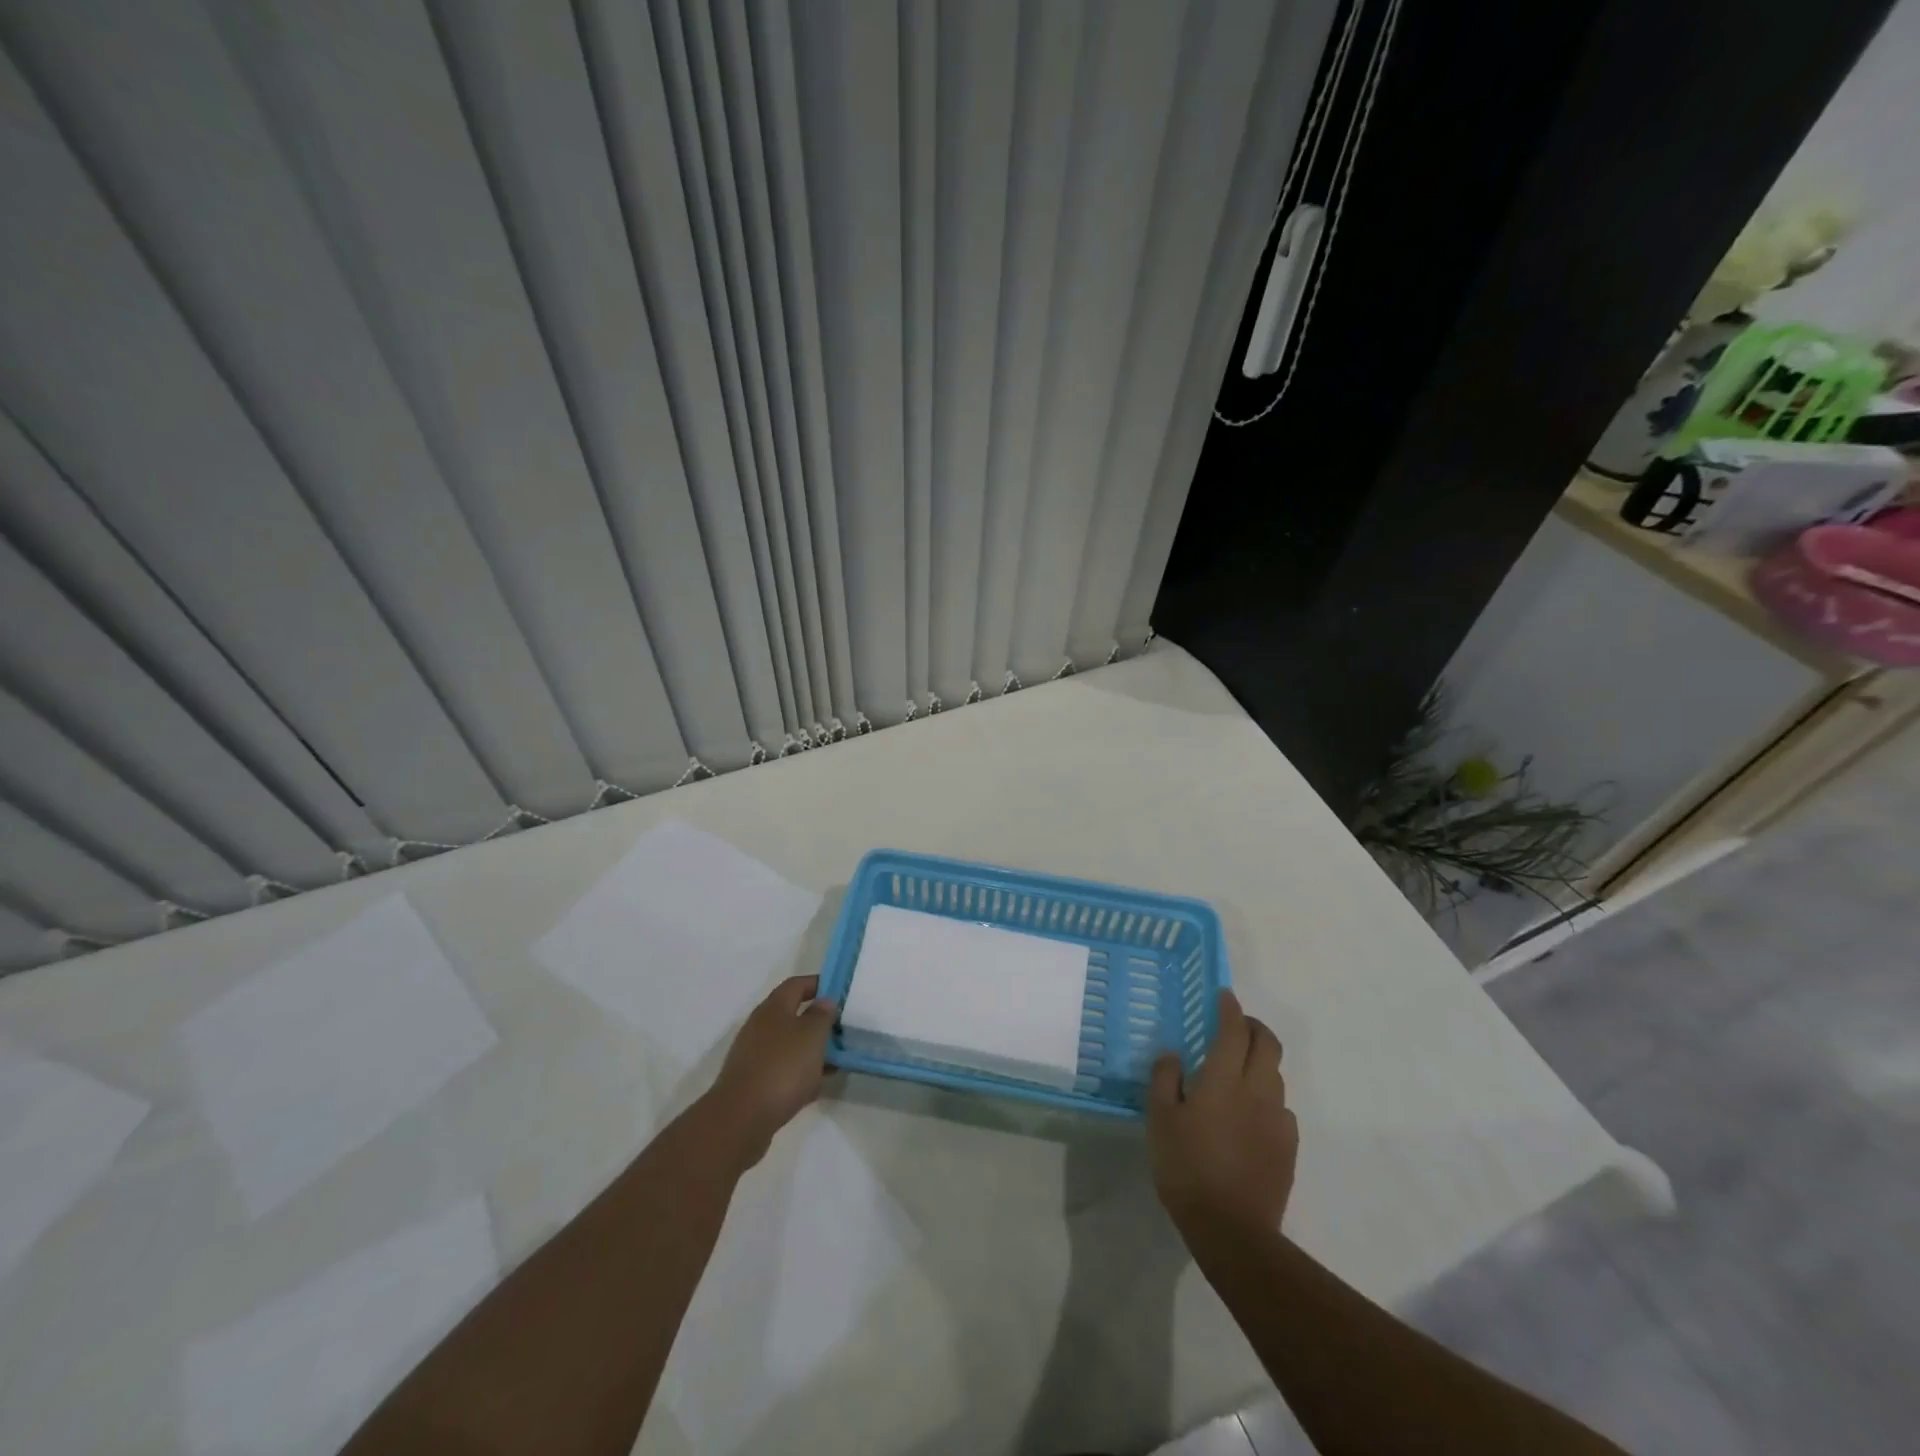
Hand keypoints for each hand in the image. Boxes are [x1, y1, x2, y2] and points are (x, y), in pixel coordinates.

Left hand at [702, 975, 836, 1167]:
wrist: (741, 1119)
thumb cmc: (782, 1067)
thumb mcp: (812, 1035)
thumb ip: (822, 1015)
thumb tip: (824, 1001)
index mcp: (773, 1008)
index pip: (797, 984)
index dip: (818, 984)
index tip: (840, 991)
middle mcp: (760, 1026)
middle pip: (792, 1015)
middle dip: (817, 1021)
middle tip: (842, 1029)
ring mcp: (753, 1055)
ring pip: (789, 1044)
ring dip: (811, 1049)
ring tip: (835, 1060)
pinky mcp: (752, 1082)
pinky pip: (782, 1069)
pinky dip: (799, 1073)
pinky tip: (815, 1086)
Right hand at [1148, 991, 1297, 1237]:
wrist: (1233, 1230)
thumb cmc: (1187, 1167)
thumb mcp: (1160, 1119)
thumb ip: (1164, 1078)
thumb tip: (1173, 1054)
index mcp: (1224, 1079)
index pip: (1234, 1029)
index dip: (1230, 1008)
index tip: (1223, 996)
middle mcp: (1257, 1090)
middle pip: (1268, 1044)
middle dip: (1254, 1027)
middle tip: (1236, 1025)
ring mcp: (1278, 1119)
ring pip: (1276, 1075)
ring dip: (1261, 1063)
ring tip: (1239, 1072)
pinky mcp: (1288, 1147)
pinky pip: (1281, 1108)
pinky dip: (1267, 1098)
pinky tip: (1251, 1115)